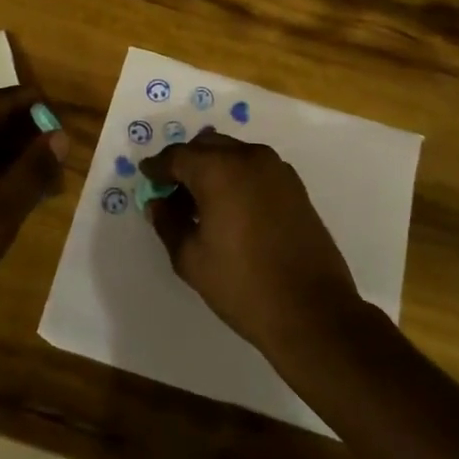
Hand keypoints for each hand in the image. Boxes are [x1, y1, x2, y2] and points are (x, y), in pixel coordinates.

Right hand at [139, 130, 361, 353]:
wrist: (312, 311)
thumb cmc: (242, 285)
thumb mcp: (191, 258)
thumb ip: (168, 223)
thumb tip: (158, 203)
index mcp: (219, 170)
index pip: (178, 156)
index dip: (157, 167)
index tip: (146, 177)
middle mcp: (249, 158)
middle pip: (207, 146)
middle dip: (185, 163)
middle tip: (170, 191)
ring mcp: (277, 170)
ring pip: (233, 153)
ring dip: (212, 168)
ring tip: (199, 203)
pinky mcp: (295, 186)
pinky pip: (255, 168)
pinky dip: (236, 176)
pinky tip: (229, 207)